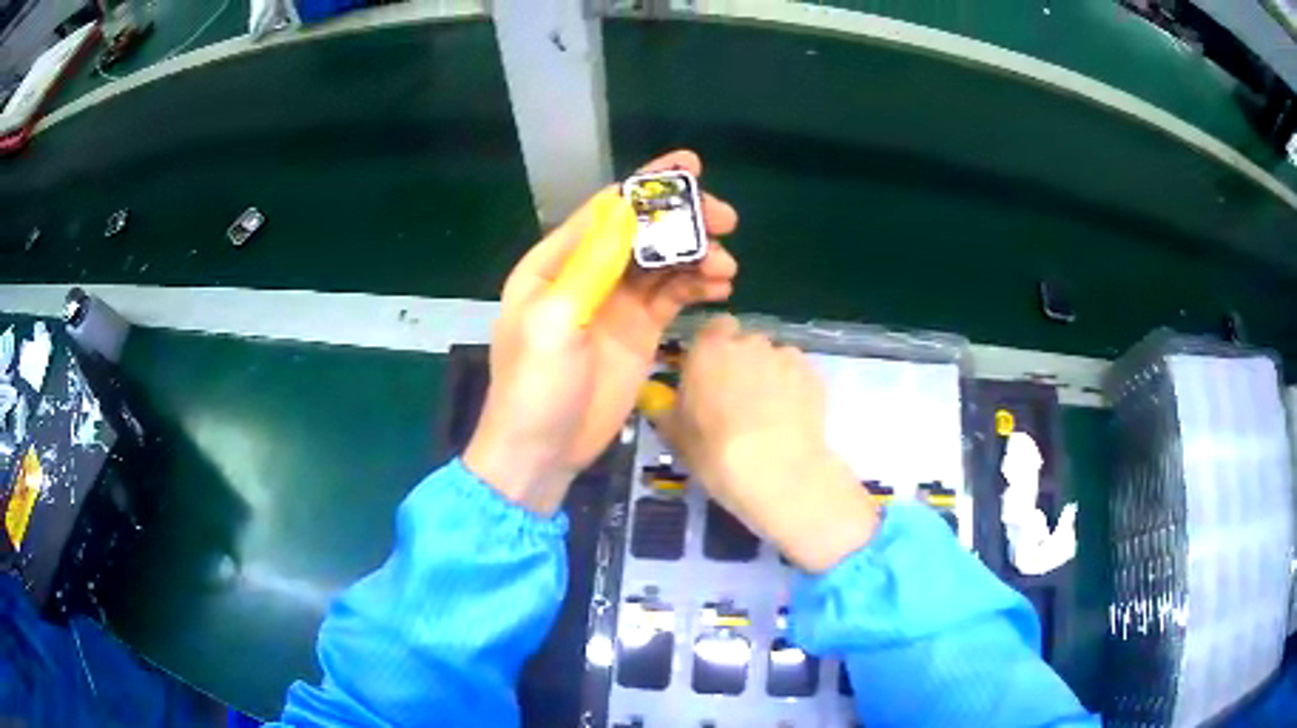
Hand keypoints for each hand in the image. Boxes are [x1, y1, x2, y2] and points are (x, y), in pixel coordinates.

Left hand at [464, 151, 738, 514]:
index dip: (646, 185)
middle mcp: (587, 275)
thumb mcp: (553, 323)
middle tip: (726, 220)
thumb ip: (589, 266)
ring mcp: (616, 304)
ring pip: (663, 264)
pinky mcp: (639, 332)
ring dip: (697, 257)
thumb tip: (626, 211)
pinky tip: (722, 288)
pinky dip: (696, 287)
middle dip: (683, 220)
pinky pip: (673, 298)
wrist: (542, 452)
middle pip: (642, 232)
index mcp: (555, 264)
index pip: (606, 210)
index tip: (691, 167)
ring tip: (726, 267)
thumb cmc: (535, 387)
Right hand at [650, 317, 879, 571]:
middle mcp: (748, 343)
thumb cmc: (716, 453)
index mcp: (708, 350)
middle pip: (746, 342)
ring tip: (771, 411)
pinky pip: (799, 373)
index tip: (712, 372)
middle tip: (740, 398)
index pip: (714, 327)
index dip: (715, 347)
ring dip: (771, 374)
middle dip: (744, 362)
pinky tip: (792, 416)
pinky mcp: (813, 374)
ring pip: (775, 357)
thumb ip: (669, 412)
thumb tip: (664, 405)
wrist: (776, 472)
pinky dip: (795, 387)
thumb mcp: (677, 438)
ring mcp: (785, 356)